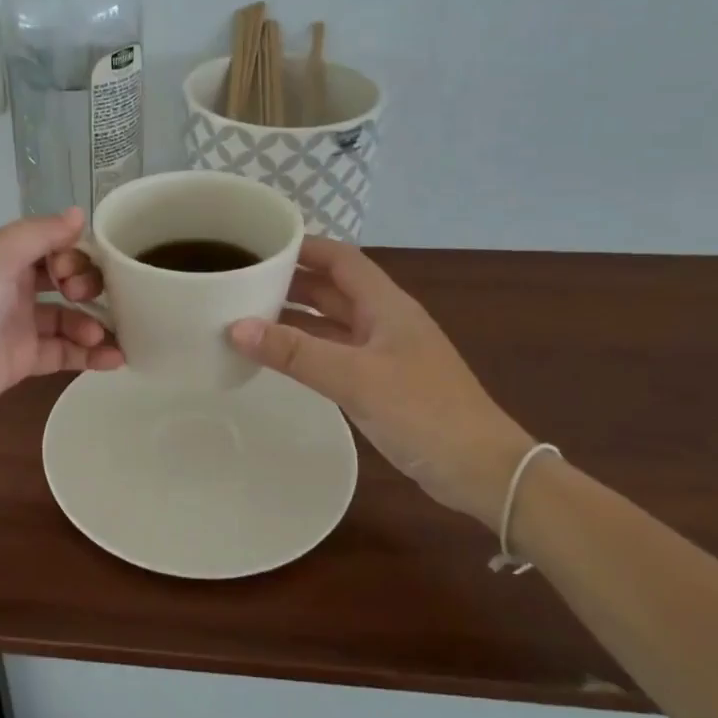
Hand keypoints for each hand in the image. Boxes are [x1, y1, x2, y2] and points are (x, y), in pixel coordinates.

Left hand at [0, 209, 122, 431]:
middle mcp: (11, 286)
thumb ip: (39, 233)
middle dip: (86, 284)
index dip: (71, 251)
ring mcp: (18, 325)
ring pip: (69, 318)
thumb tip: (79, 214)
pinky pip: (64, 353)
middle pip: (64, 278)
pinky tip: (116, 359)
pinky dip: (90, 355)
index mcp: (0, 255)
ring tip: (106, 335)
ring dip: (93, 322)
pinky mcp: (22, 362)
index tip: (77, 266)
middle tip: (84, 296)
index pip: (50, 243)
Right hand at [228, 237, 530, 525]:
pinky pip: (334, 353)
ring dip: (294, 317)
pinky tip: (277, 357)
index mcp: (386, 305)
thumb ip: (295, 353)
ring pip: (331, 322)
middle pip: (332, 288)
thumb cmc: (424, 412)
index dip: (302, 247)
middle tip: (241, 282)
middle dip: (289, 281)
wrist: (481, 471)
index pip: (340, 259)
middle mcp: (384, 320)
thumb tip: (236, 327)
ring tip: (246, 315)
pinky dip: (305, 349)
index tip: (259, 246)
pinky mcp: (380, 383)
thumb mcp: (355, 378)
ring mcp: (383, 353)